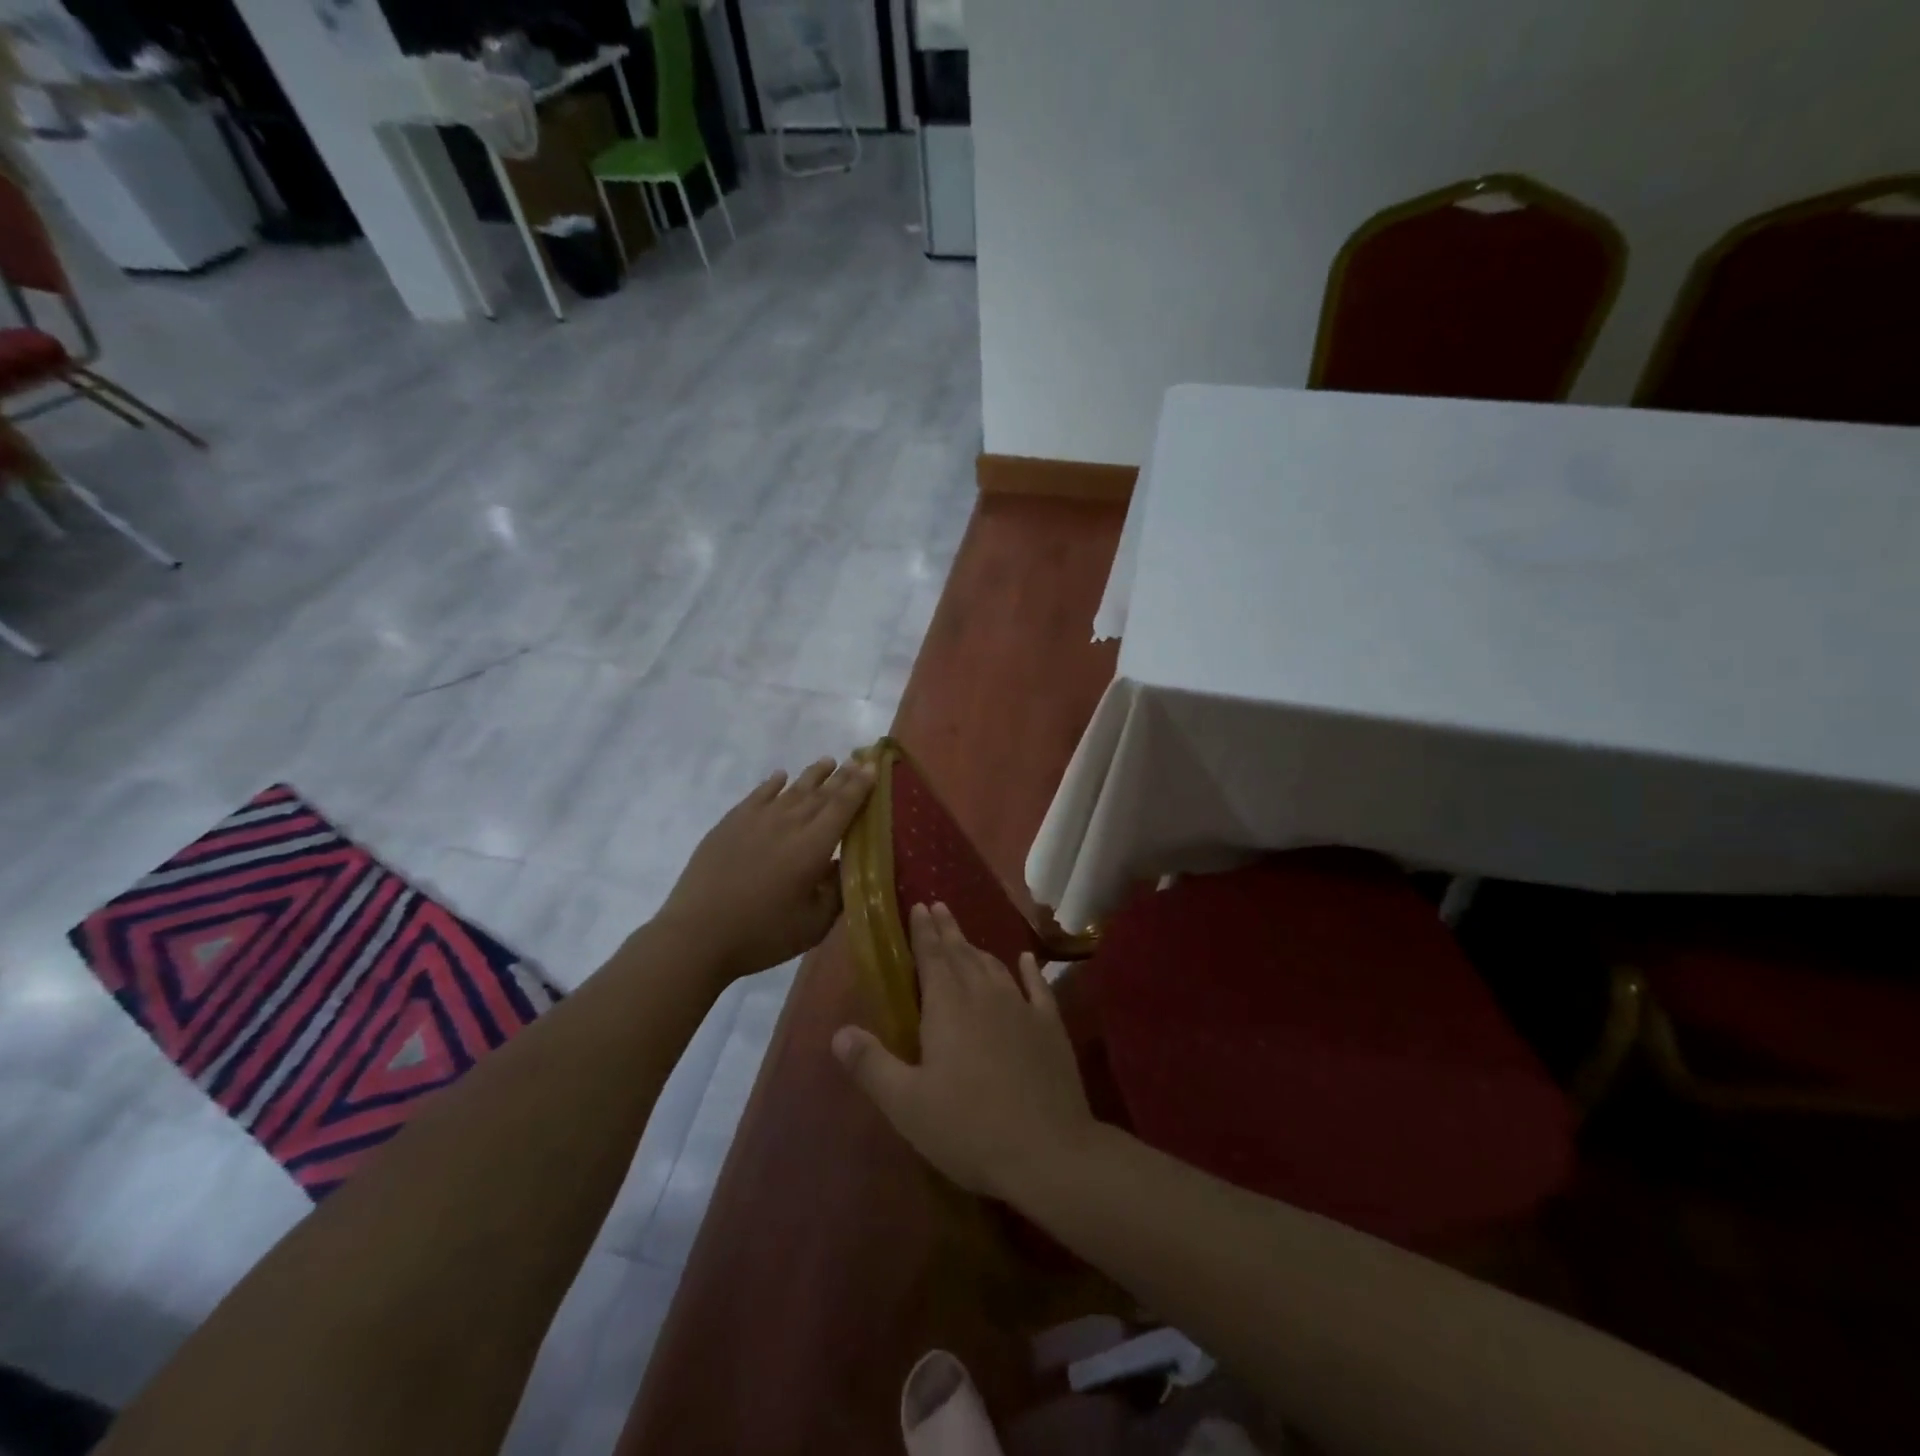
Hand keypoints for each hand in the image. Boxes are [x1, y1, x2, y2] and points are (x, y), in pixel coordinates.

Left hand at [653, 757, 873, 983]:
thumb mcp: (813, 925)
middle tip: (858, 760)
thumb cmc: (762, 934)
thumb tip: (846, 865)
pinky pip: (758, 795)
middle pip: (821, 793)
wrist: (697, 934)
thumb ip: (836, 891)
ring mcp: (757, 819)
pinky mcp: (731, 823)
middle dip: (843, 776)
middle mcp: (788, 823)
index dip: (860, 785)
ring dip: (813, 774)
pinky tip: (780, 777)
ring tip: (828, 761)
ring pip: (792, 789)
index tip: (873, 766)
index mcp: (813, 847)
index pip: (843, 807)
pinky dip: (772, 783)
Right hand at [831, 903, 1095, 1201]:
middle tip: (939, 906)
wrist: (1049, 1150)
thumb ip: (871, 1065)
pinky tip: (1026, 959)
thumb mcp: (907, 1104)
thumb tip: (838, 1032)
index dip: (923, 931)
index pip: (931, 957)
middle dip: (948, 930)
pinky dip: (1029, 970)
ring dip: (978, 949)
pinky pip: (1038, 987)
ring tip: (967, 939)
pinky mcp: (1051, 1027)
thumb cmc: (969, 1128)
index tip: (919, 906)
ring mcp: (1022, 1008)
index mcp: (948, 1006)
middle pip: (962, 953)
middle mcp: (985, 995)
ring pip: (995, 967)